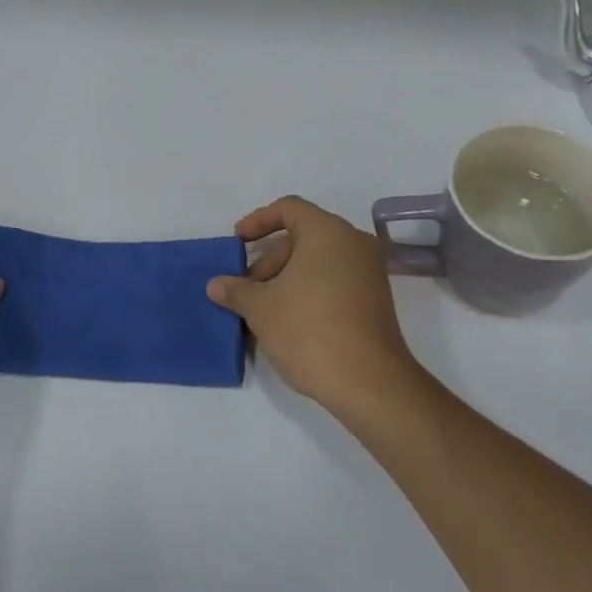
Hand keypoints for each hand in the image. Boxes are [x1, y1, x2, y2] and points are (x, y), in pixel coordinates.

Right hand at [207, 196, 419, 415]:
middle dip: (268, 261)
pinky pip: (333, 282)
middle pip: (302, 238)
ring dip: (285, 281)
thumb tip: (216, 285)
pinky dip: (307, 292)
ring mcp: (368, 272)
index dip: (258, 221)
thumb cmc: (309, 330)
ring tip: (261, 313)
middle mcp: (354, 243)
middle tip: (245, 292)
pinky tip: (287, 323)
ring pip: (317, 263)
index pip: (289, 209)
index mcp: (328, 232)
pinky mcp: (374, 300)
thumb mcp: (261, 308)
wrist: (367, 381)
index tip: (236, 243)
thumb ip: (236, 290)